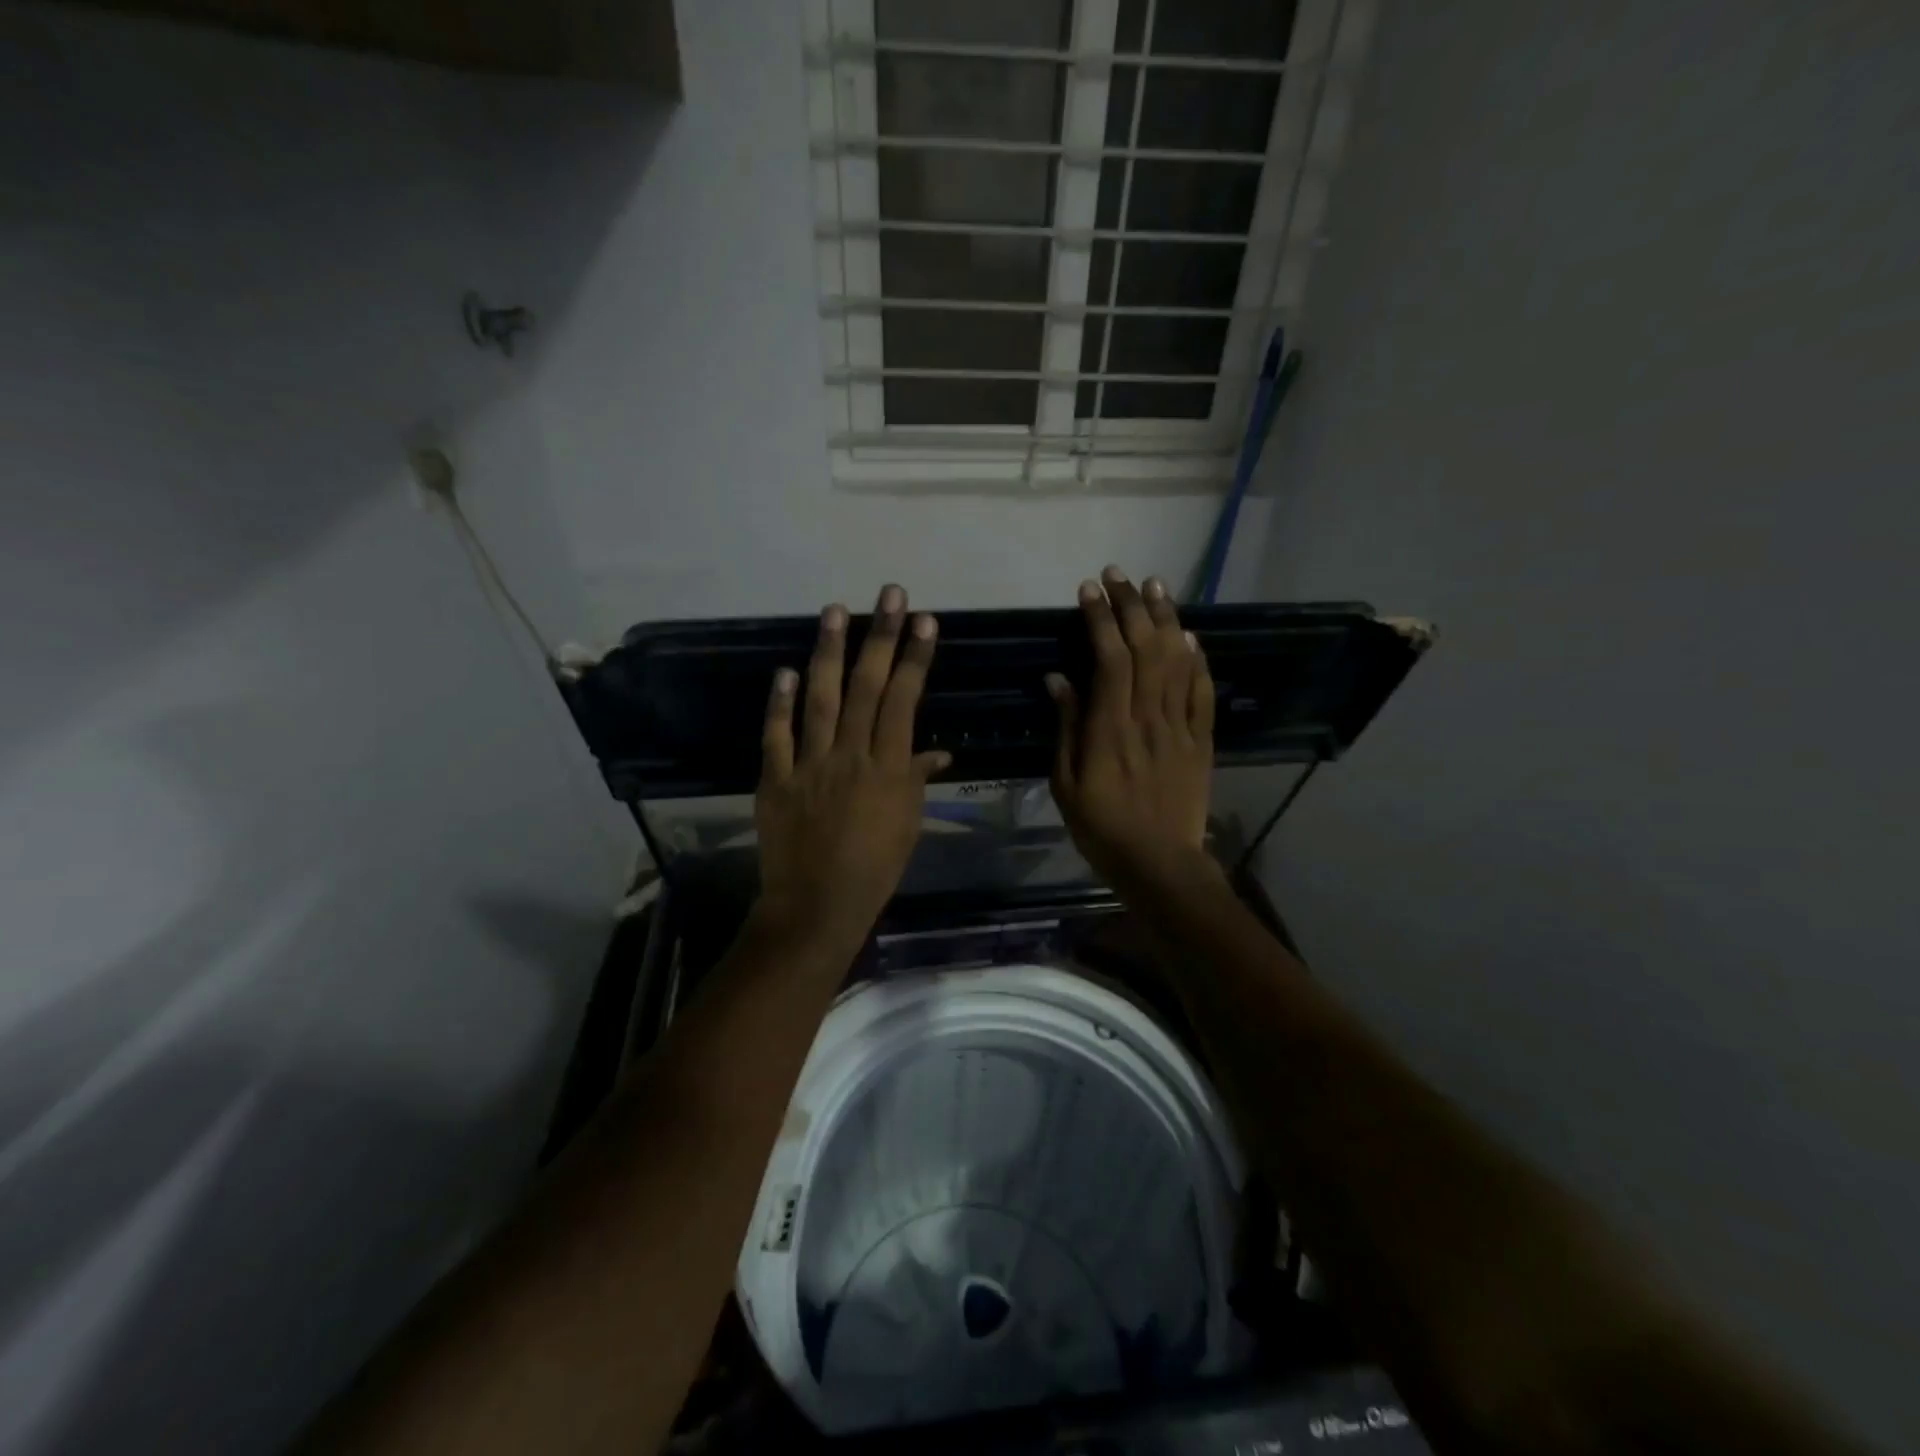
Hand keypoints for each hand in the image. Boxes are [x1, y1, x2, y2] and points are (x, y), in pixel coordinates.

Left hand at [755, 585, 949, 943]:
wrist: (817, 906)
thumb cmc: (875, 869)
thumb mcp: (907, 825)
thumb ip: (917, 781)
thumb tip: (935, 752)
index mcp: (888, 769)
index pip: (904, 701)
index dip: (915, 658)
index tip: (924, 621)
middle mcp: (850, 756)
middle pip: (867, 687)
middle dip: (880, 637)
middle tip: (889, 595)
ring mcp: (808, 765)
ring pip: (820, 699)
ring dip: (828, 653)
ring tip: (834, 610)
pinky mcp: (775, 779)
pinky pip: (776, 736)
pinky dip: (778, 703)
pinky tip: (783, 670)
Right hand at [1048, 566, 1218, 897]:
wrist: (1160, 863)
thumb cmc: (1102, 828)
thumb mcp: (1065, 785)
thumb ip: (1066, 728)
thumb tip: (1058, 679)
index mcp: (1110, 729)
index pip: (1109, 659)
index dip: (1101, 620)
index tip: (1089, 591)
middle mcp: (1148, 718)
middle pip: (1145, 649)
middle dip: (1131, 606)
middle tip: (1119, 575)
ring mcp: (1180, 727)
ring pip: (1176, 661)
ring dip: (1166, 619)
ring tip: (1156, 586)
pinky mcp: (1201, 740)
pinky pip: (1202, 692)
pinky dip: (1197, 660)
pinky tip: (1189, 636)